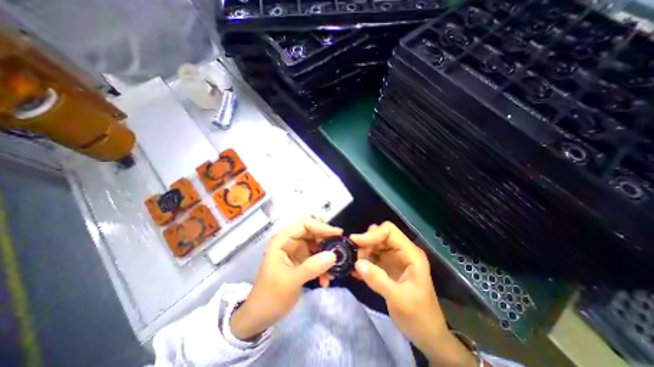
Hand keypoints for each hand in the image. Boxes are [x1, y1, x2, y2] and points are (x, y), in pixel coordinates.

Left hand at [230, 217, 342, 340]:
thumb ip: (312, 267)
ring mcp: (297, 251)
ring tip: (334, 269)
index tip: (337, 234)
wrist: (260, 317)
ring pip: (317, 245)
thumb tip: (334, 255)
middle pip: (313, 232)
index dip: (321, 226)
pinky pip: (317, 258)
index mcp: (283, 240)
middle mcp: (290, 242)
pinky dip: (324, 266)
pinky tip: (326, 280)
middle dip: (327, 241)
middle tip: (340, 249)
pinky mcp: (302, 261)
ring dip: (327, 256)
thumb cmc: (270, 296)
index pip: (304, 224)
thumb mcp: (291, 281)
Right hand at [353, 222, 476, 364]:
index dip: (372, 234)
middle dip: (366, 242)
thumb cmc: (419, 317)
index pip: (389, 231)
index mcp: (411, 254)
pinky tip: (356, 269)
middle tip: (354, 255)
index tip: (356, 242)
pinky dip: (364, 259)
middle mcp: (402, 251)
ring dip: (363, 250)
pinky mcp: (388, 266)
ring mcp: (395, 258)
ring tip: (355, 263)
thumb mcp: (399, 299)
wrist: (427, 335)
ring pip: (375, 244)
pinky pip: (373, 256)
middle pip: (380, 235)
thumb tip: (357, 263)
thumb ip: (378, 280)